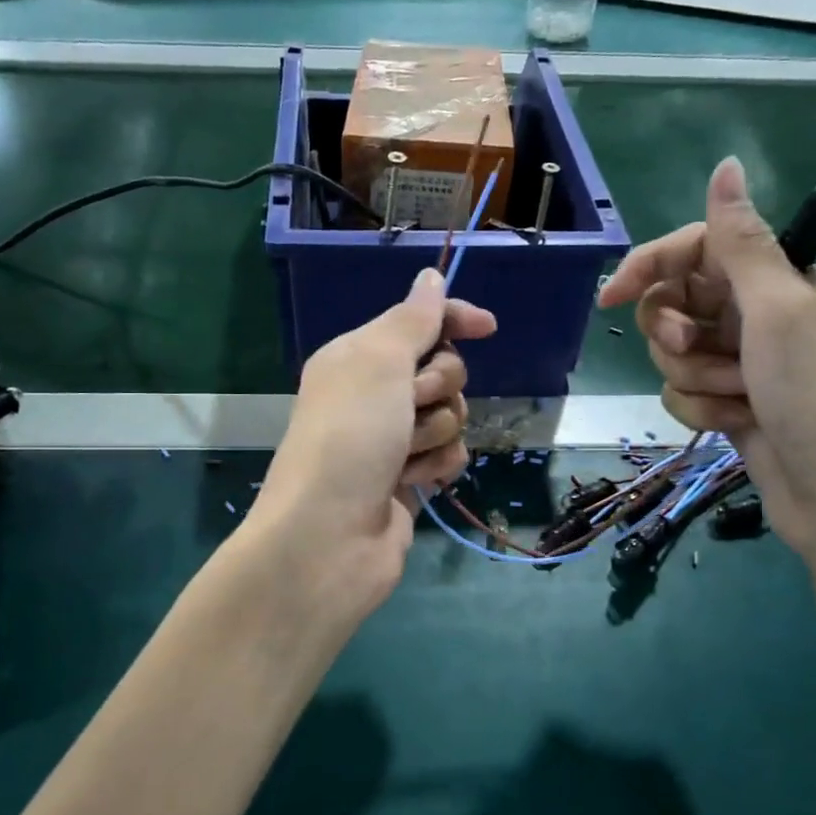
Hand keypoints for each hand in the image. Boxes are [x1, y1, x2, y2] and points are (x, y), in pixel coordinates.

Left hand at [248, 267, 497, 618]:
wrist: (328, 537)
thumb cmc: (349, 437)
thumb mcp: (378, 362)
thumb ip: (412, 319)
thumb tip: (430, 277)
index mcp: (358, 357)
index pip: (417, 322)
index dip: (452, 319)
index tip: (487, 327)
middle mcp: (374, 394)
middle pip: (443, 369)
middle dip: (439, 387)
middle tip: (410, 405)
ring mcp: (392, 440)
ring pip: (451, 415)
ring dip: (436, 432)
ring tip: (403, 456)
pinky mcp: (409, 479)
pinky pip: (449, 455)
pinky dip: (438, 466)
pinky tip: (417, 482)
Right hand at [597, 157, 815, 564]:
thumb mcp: (779, 308)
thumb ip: (741, 241)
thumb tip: (727, 165)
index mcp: (775, 275)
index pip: (694, 249)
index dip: (650, 266)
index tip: (612, 297)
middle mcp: (755, 312)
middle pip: (674, 302)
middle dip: (675, 332)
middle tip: (695, 347)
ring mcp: (741, 361)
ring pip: (673, 353)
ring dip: (695, 377)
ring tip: (738, 396)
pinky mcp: (728, 403)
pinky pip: (682, 392)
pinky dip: (702, 409)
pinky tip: (736, 424)